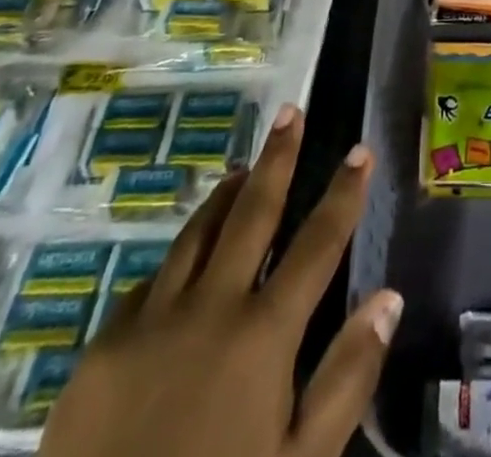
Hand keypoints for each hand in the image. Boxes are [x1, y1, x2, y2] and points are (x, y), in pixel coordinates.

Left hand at [41, 106, 401, 456]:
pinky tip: (185, 261)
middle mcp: (210, 307)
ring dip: (226, 195)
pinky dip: (178, 260)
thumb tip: (388, 298)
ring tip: (244, 168)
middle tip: (291, 111)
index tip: (360, 149)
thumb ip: (346, 379)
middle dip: (278, 158)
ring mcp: (151, 321)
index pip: (317, 244)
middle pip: (252, 213)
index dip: (343, 193)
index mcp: (263, 334)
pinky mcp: (103, 347)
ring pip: (197, 233)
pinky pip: (151, 283)